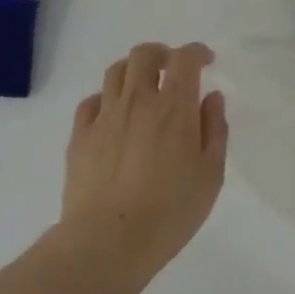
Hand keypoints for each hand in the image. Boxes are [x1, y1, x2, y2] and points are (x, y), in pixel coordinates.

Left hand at [58, 42, 228, 281]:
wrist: (108, 241)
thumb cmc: (171, 211)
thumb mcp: (211, 174)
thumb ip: (214, 129)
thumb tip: (211, 97)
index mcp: (174, 107)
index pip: (185, 59)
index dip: (197, 52)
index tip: (206, 61)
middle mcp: (137, 101)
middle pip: (143, 55)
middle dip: (162, 53)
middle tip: (172, 68)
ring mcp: (104, 116)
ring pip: (115, 72)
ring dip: (133, 70)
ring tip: (143, 87)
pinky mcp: (80, 136)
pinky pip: (91, 102)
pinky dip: (106, 98)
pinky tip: (113, 114)